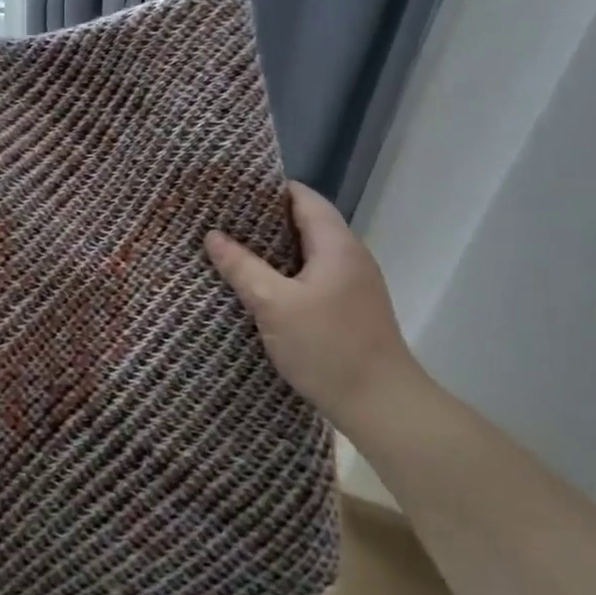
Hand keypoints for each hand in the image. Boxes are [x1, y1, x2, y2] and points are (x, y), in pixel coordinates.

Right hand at [205, 182, 414, 423]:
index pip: (303, 197)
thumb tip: (213, 235)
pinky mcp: (349, 308)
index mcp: (337, 245)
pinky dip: (285, 271)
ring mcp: (353, 284)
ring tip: (231, 247)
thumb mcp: (274, 304)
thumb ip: (242, 267)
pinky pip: (312, 275)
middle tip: (221, 218)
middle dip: (264, 218)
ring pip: (308, 251)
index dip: (268, 189)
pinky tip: (259, 285)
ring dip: (273, 248)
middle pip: (305, 222)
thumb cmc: (328, 347)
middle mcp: (350, 256)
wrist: (382, 405)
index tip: (229, 190)